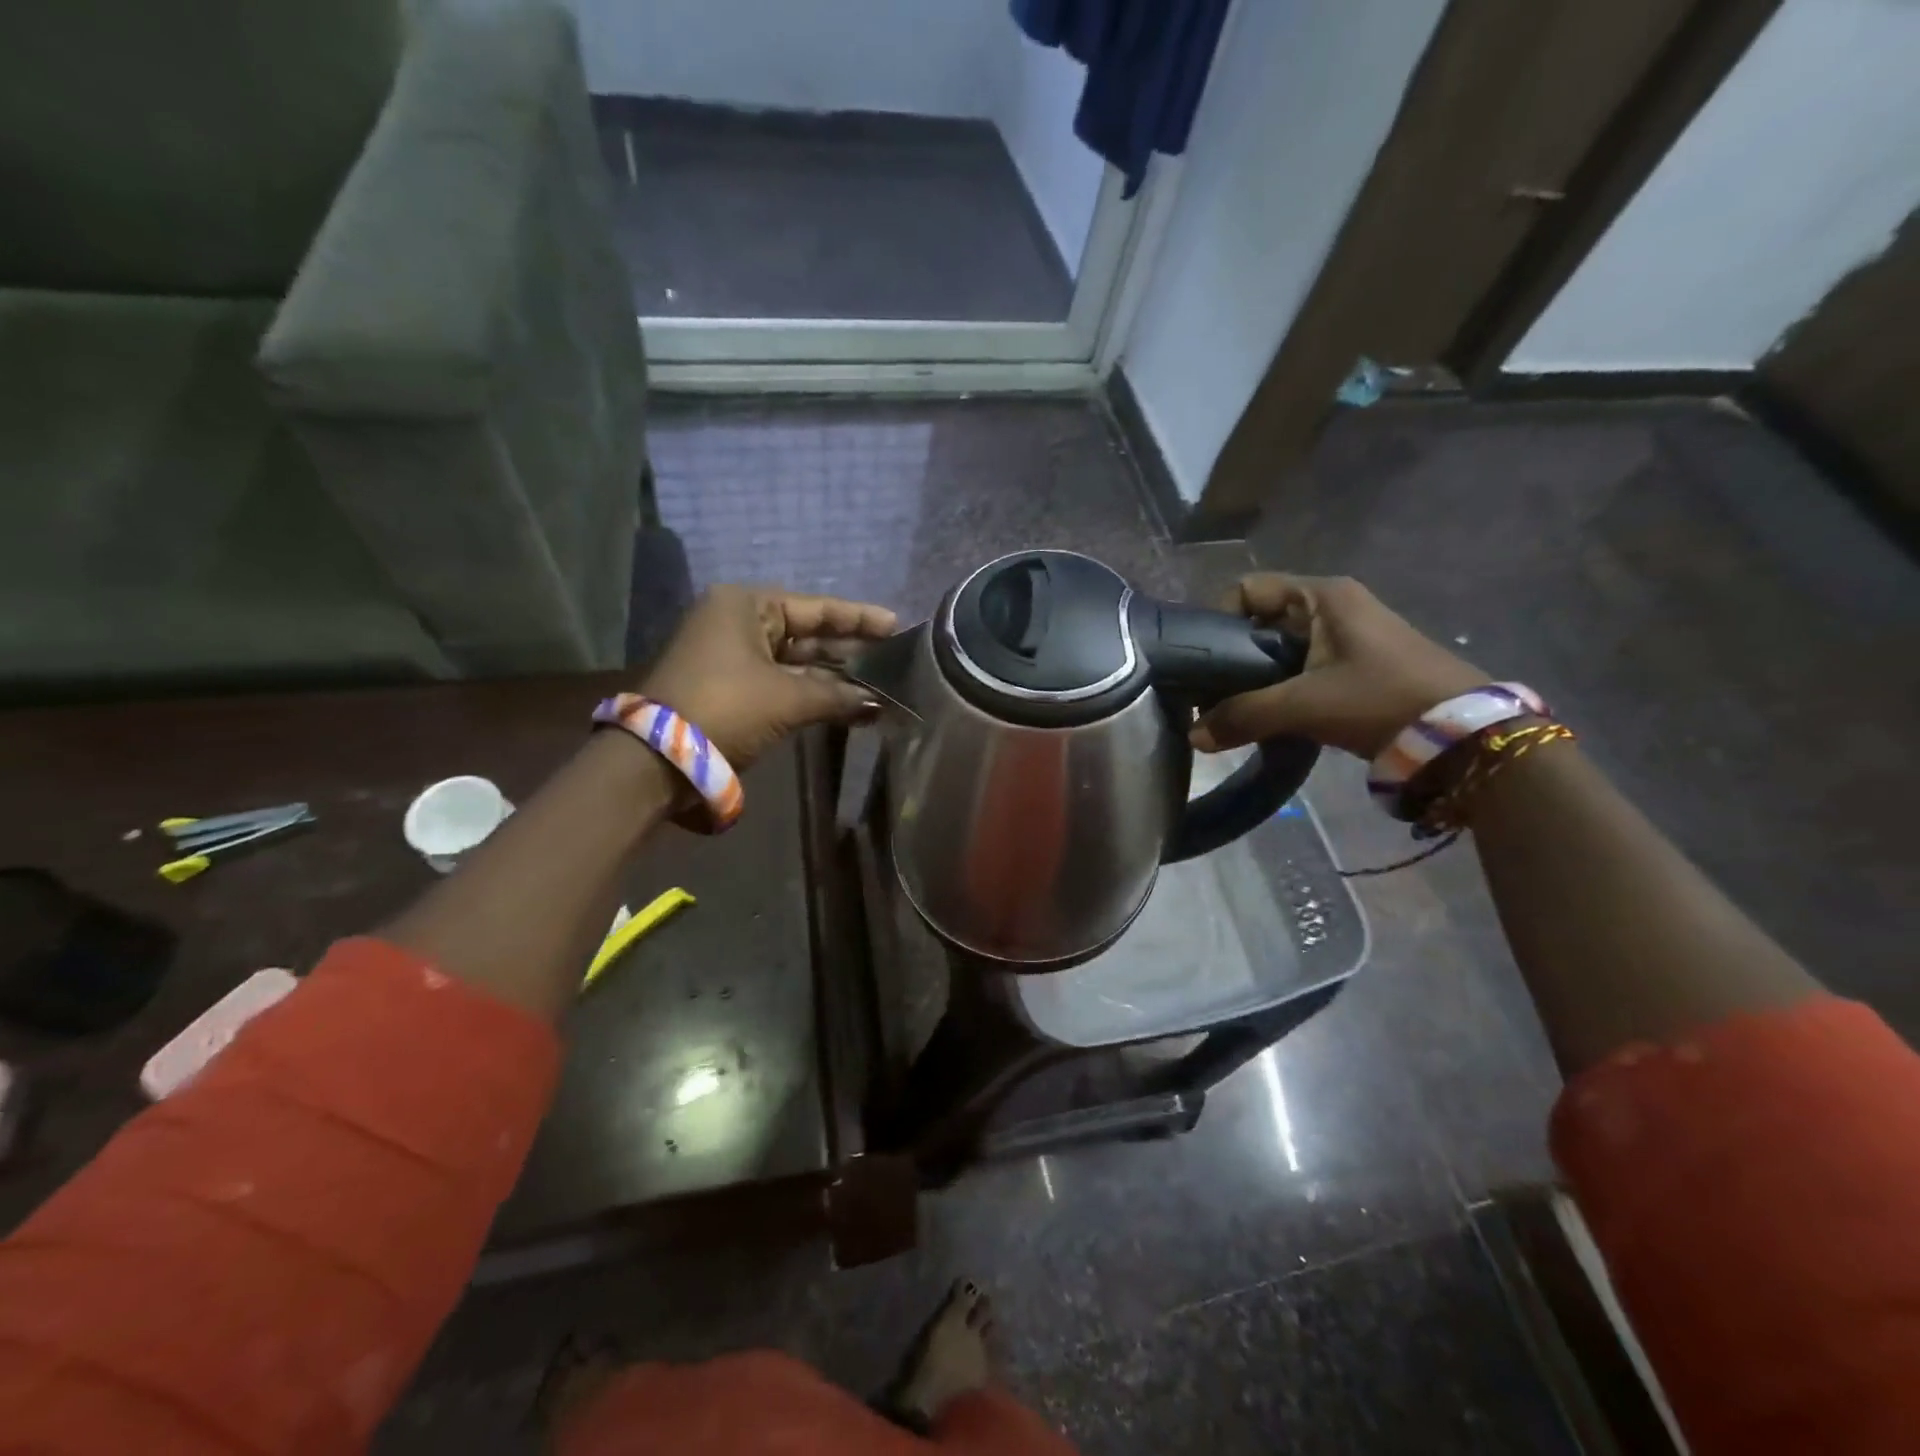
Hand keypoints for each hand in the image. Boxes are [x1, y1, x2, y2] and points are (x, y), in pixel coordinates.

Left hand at [641, 585, 897, 769]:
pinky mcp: (729, 687)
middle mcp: (736, 622)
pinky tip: (846, 704)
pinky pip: (780, 682)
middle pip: (805, 633)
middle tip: (892, 660)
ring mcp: (730, 656)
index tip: (896, 625)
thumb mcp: (788, 698)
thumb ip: (838, 695)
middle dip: (848, 651)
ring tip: (877, 686)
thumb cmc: (727, 707)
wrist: (659, 757)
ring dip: (833, 677)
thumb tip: (879, 704)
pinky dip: (811, 692)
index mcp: (746, 605)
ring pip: (794, 661)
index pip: (815, 608)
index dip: (858, 618)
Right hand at [1191, 574, 1487, 758]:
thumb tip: (1193, 735)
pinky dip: (1279, 687)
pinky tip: (1269, 716)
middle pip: (1259, 620)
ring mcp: (1346, 634)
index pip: (1246, 589)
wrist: (1462, 734)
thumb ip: (1243, 716)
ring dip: (1255, 677)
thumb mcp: (1305, 706)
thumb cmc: (1380, 700)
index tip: (1202, 662)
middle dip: (1232, 656)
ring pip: (1278, 648)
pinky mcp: (1356, 663)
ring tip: (1235, 710)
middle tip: (1211, 694)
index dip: (1217, 620)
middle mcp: (1331, 605)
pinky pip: (1301, 666)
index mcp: (1320, 596)